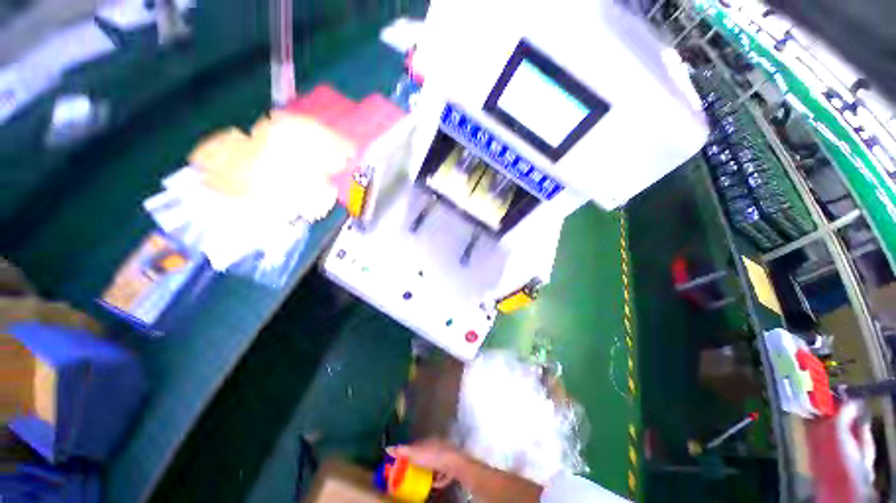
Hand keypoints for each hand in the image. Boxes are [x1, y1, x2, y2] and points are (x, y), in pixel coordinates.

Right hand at [387, 439, 462, 487]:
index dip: (409, 453)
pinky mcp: (450, 468)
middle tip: (409, 474)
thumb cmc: (433, 456)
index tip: (402, 462)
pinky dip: (438, 479)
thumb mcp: (415, 453)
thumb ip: (402, 451)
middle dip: (419, 463)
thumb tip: (388, 448)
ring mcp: (444, 457)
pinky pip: (442, 474)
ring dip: (428, 471)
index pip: (416, 446)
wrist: (453, 463)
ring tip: (420, 481)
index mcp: (428, 441)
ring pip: (434, 464)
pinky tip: (433, 484)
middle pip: (425, 455)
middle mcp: (436, 446)